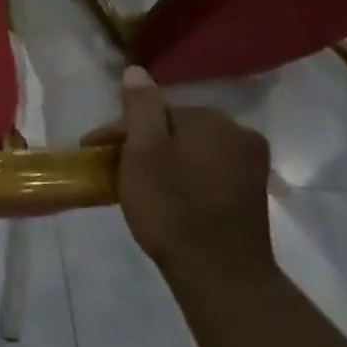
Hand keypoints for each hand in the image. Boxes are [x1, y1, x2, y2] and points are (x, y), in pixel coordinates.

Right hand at [83, 67, 274, 283]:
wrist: (220, 276)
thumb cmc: (172, 208)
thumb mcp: (143, 152)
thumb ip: (139, 107)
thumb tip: (136, 70)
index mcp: (212, 119)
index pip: (152, 110)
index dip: (119, 130)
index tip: (93, 151)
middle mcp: (239, 133)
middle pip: (174, 127)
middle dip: (143, 142)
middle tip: (114, 167)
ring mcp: (251, 165)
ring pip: (191, 148)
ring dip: (164, 159)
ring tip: (137, 182)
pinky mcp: (253, 193)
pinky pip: (207, 169)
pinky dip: (185, 175)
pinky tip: (169, 195)